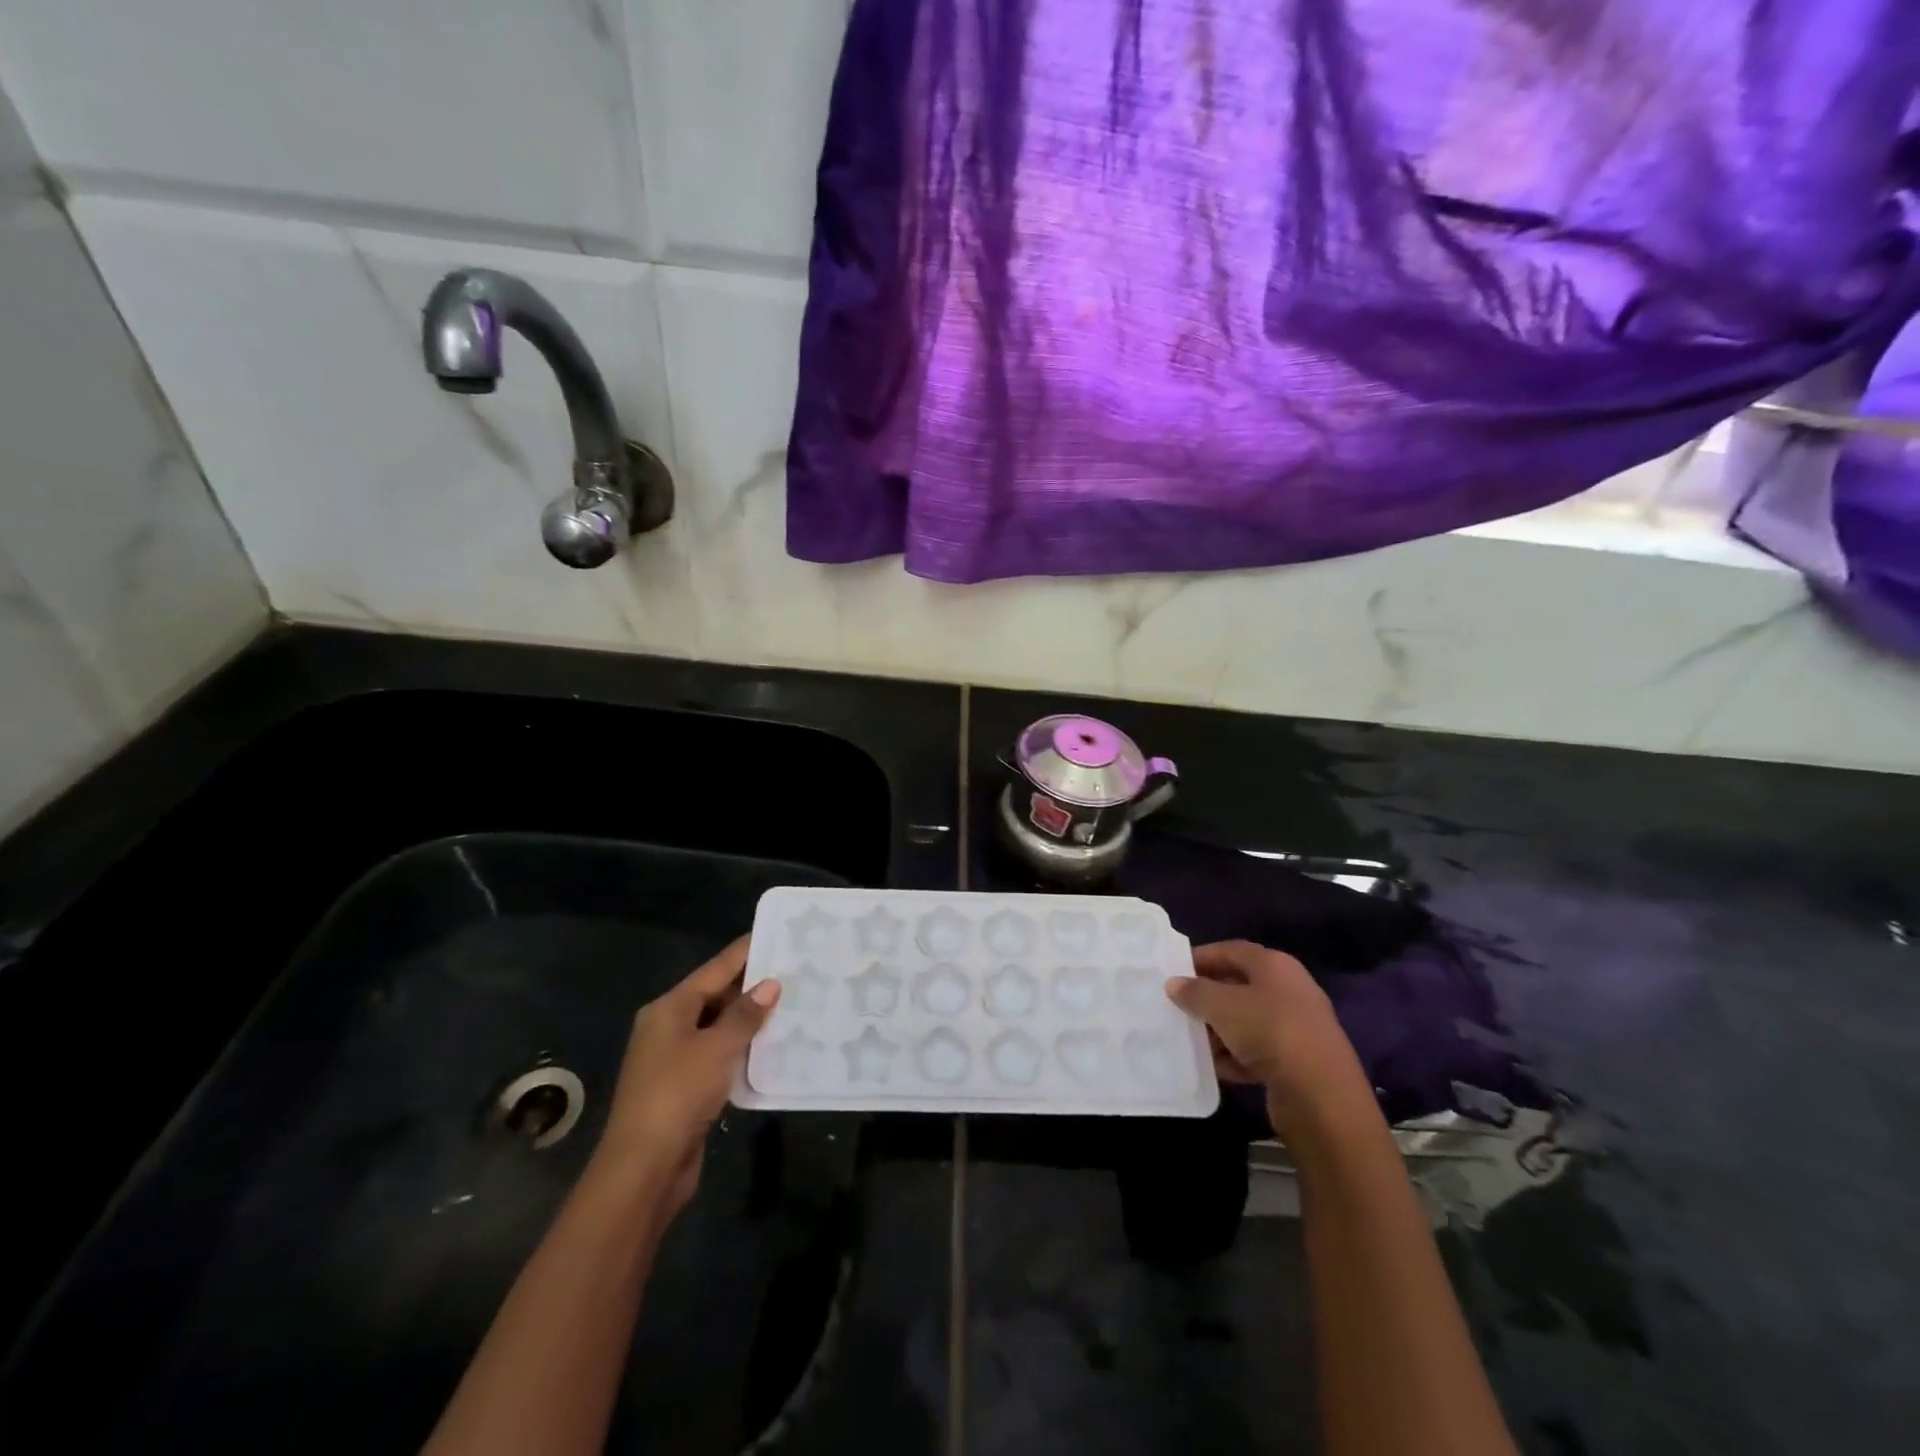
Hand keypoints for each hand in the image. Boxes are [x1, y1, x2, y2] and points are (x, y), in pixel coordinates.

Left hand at [594, 936, 779, 1217]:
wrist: (644, 1167)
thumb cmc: (678, 1093)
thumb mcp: (717, 1047)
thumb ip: (745, 1014)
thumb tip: (771, 983)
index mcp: (670, 1008)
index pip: (715, 968)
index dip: (747, 951)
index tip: (778, 934)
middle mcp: (669, 1027)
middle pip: (716, 995)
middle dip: (753, 985)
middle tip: (796, 970)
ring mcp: (675, 1058)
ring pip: (719, 1027)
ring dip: (751, 1019)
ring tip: (793, 1003)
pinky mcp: (685, 1087)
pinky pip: (720, 1055)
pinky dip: (743, 1048)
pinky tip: (773, 1046)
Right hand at [1166, 941, 1372, 1141]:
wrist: (1321, 1095)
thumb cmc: (1268, 1031)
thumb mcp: (1221, 1005)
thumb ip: (1194, 992)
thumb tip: (1175, 984)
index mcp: (1275, 965)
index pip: (1231, 950)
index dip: (1201, 957)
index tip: (1174, 971)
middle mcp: (1289, 990)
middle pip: (1240, 985)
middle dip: (1208, 996)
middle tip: (1180, 1006)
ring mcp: (1297, 1027)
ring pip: (1248, 1021)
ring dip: (1220, 1030)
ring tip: (1194, 1041)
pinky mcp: (1299, 1061)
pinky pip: (1259, 1051)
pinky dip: (1238, 1057)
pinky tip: (1218, 1068)